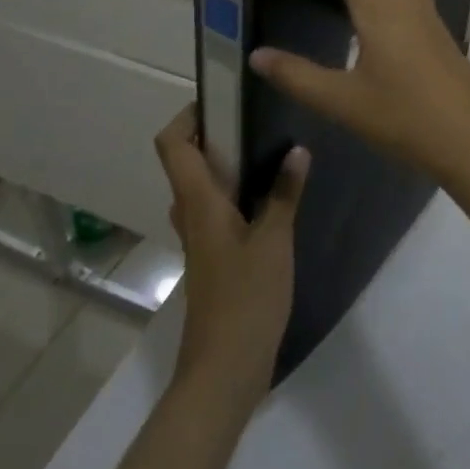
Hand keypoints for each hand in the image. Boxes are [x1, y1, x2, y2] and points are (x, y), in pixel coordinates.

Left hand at [154, 104, 307, 415]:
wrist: (224, 370)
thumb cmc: (245, 299)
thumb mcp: (273, 241)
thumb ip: (284, 193)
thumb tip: (297, 150)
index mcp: (198, 203)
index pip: (172, 145)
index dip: (187, 116)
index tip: (222, 98)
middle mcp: (192, 215)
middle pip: (187, 161)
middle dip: (216, 134)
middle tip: (258, 117)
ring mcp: (201, 239)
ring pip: (203, 187)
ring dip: (227, 164)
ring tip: (271, 148)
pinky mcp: (214, 257)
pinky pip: (218, 210)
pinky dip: (237, 192)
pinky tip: (274, 196)